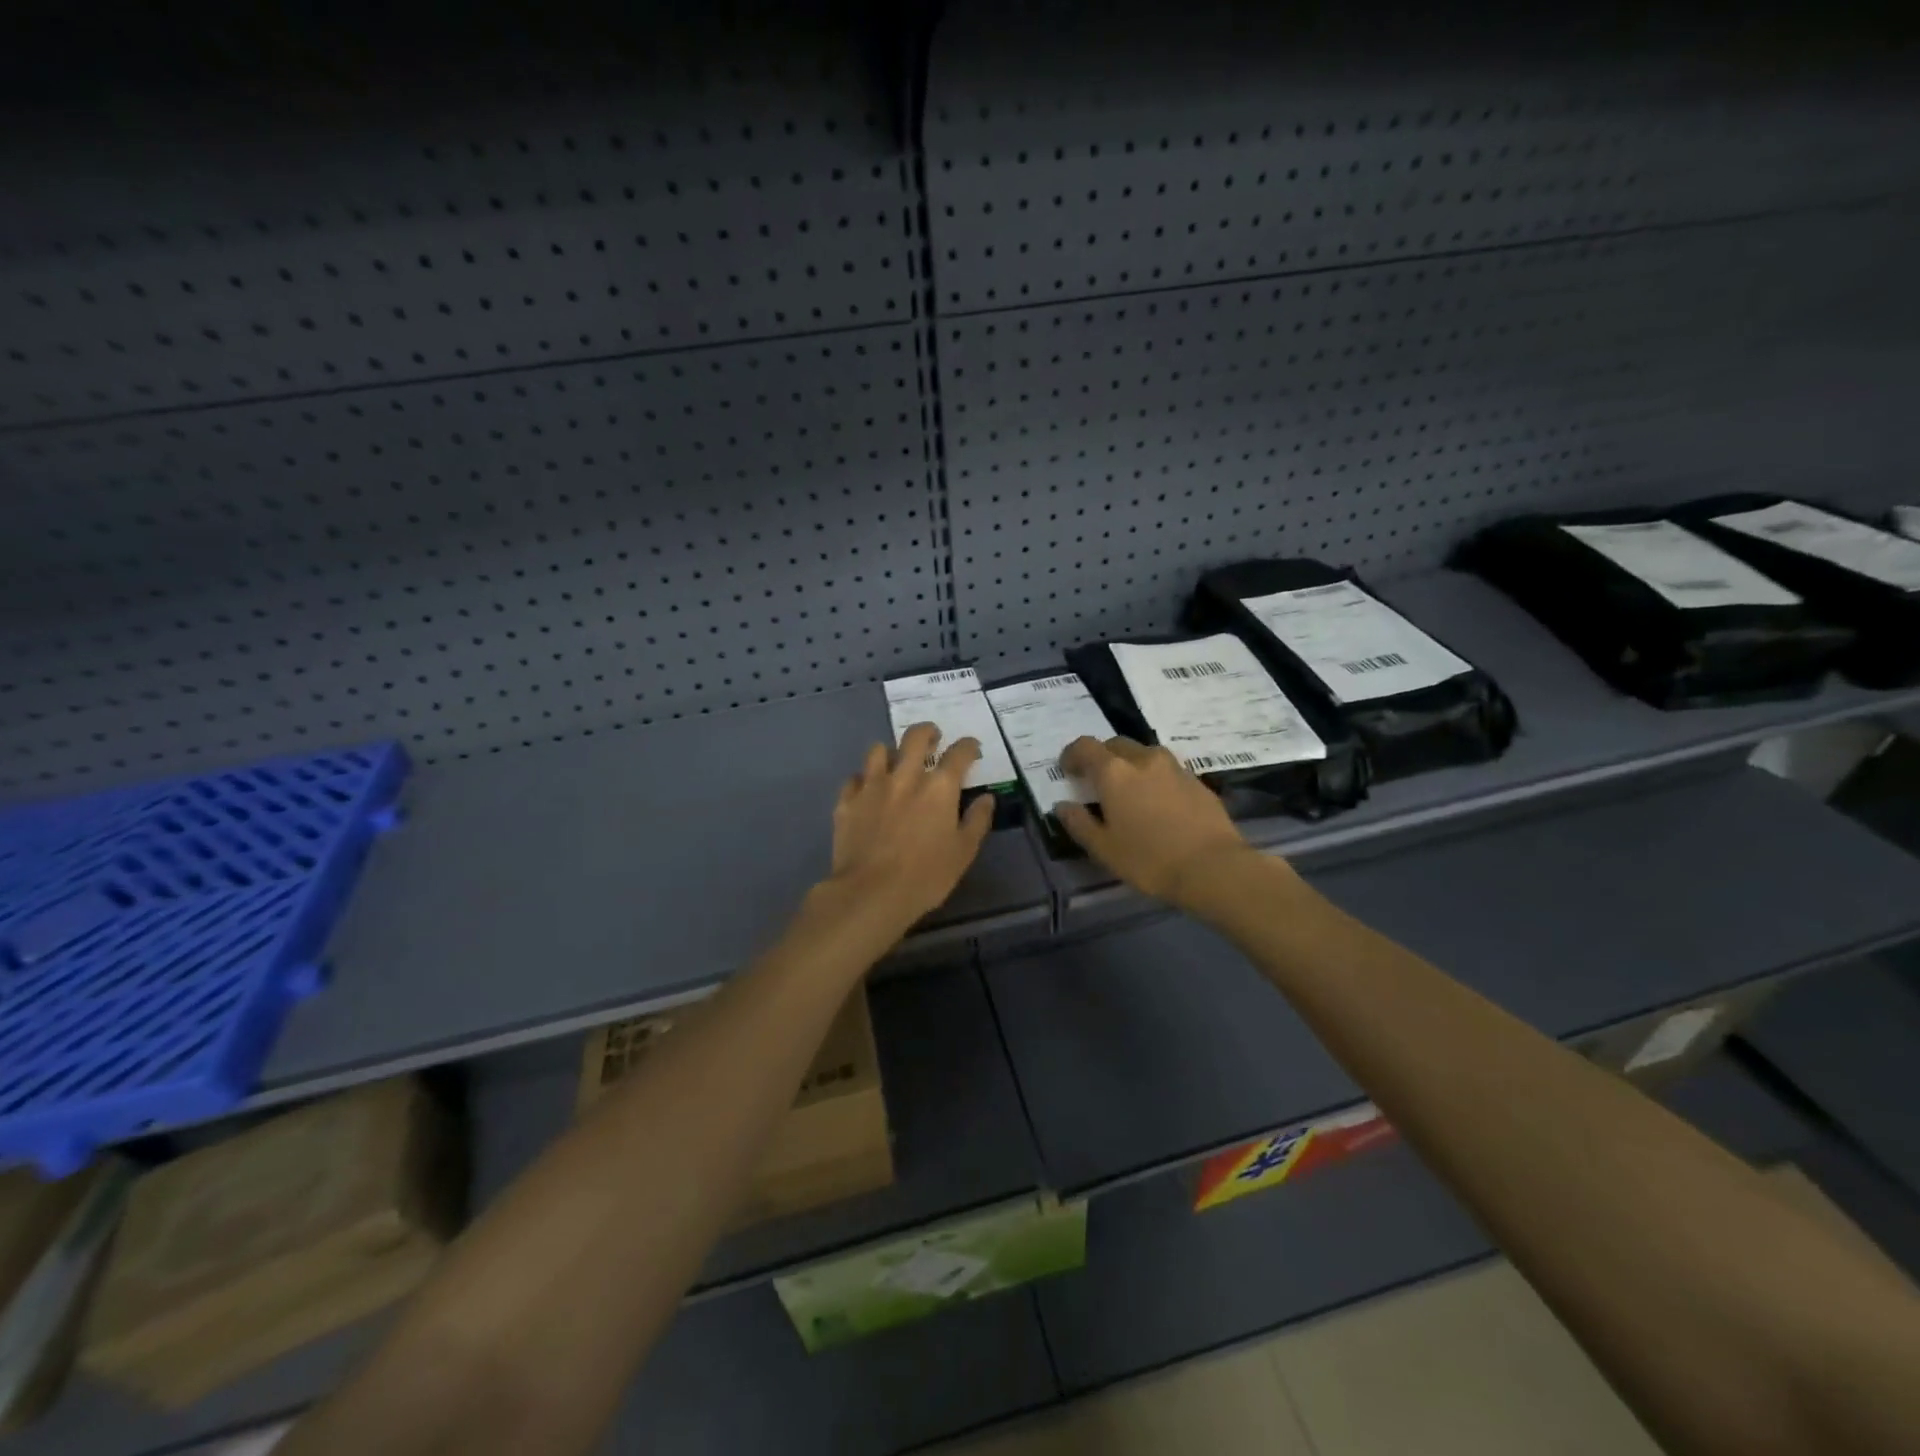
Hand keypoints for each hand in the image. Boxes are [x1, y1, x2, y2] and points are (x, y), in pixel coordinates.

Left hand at [822, 722, 995, 934]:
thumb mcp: (963, 853)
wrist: (870, 893)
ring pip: (878, 750)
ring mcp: (872, 786)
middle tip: (933, 738)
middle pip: (915, 737)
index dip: (969, 746)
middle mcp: (905, 777)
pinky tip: (866, 790)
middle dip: (927, 731)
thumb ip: (977, 821)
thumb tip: (987, 798)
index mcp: (939, 788)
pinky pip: (854, 778)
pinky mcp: (847, 801)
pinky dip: (863, 780)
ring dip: (891, 752)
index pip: (959, 753)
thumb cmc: (926, 876)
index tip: (972, 748)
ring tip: (895, 762)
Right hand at [1056, 736, 1263, 909]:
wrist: (1214, 868)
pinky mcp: (1196, 780)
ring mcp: (1174, 767)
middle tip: (1097, 782)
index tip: (1067, 770)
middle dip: (1102, 758)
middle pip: (1115, 745)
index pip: (1085, 746)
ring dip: (1130, 764)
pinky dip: (1154, 777)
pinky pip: (1166, 769)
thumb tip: (1063, 805)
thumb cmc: (1149, 860)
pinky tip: (1157, 803)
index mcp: (1114, 772)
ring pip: (1144, 754)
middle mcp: (1143, 759)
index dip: (1072, 755)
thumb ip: (1079, 823)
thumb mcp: (1104, 849)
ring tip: (1129, 791)